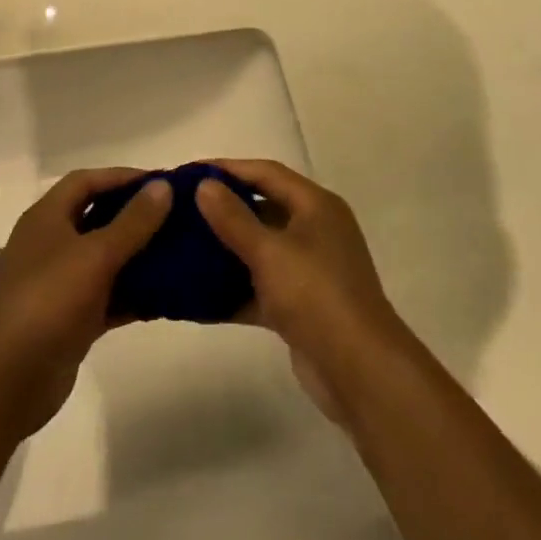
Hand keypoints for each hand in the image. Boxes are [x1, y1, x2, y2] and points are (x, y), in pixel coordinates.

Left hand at [0, 168, 170, 448]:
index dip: (123, 177)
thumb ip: (132, 222)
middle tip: (181, 217)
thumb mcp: (93, 256)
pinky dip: (136, 294)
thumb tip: (163, 186)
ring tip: (185, 252)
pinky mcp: (72, 320)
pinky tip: (170, 295)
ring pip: (108, 260)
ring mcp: (62, 284)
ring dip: (141, 256)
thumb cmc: (44, 304)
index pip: (87, 181)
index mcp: (48, 218)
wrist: (0, 385)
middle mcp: (53, 244)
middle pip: (99, 218)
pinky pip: (110, 297)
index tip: (164, 183)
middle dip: (138, 216)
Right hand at [195, 159, 406, 423]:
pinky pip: (259, 287)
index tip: (188, 172)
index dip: (227, 168)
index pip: (266, 172)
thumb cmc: (316, 295)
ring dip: (225, 250)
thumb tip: (204, 185)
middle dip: (222, 209)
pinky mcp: (300, 306)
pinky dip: (233, 290)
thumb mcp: (270, 251)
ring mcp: (309, 270)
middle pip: (262, 208)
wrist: (360, 370)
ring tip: (181, 247)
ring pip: (259, 250)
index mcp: (316, 206)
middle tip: (180, 209)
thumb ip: (234, 218)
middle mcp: (315, 231)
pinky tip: (196, 296)